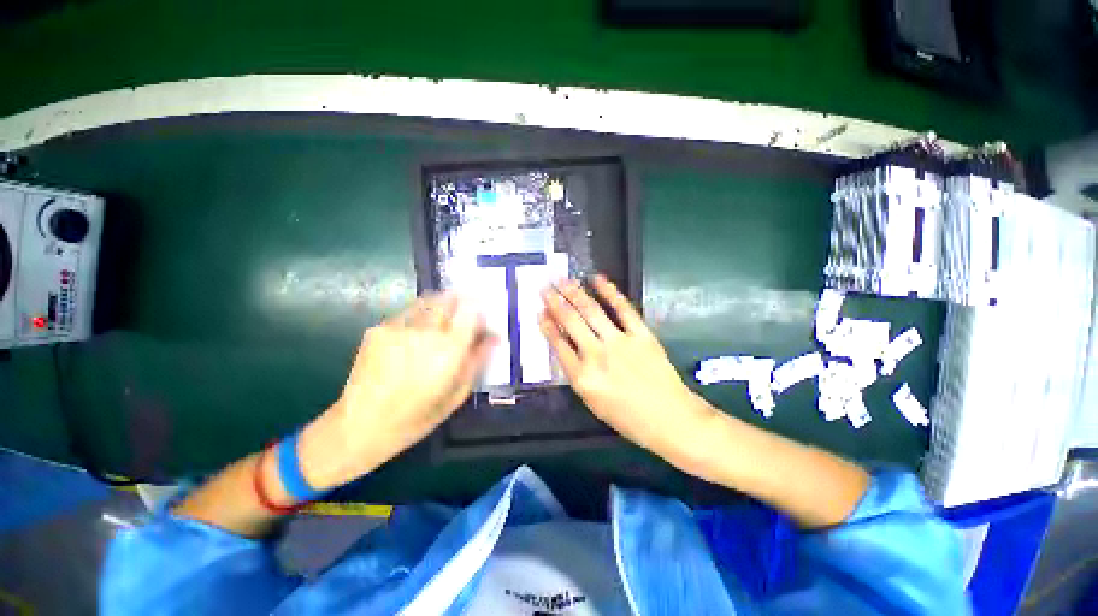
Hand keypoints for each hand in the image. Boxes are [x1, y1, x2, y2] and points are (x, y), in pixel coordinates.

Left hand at [299, 293, 494, 488]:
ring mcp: (399, 327)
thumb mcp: (457, 394)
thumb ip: (477, 360)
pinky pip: (407, 315)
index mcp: (449, 350)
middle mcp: (426, 331)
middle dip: (459, 302)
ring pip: (427, 303)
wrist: (359, 425)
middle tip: (460, 318)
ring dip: (438, 308)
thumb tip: (494, 337)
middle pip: (448, 299)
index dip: (479, 309)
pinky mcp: (378, 328)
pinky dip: (417, 320)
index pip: (471, 311)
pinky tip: (411, 340)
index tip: (481, 317)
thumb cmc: (417, 417)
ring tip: (436, 328)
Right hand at [539, 275, 713, 463]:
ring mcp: (619, 342)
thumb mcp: (592, 402)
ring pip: (591, 311)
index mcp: (582, 377)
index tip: (539, 311)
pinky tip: (597, 279)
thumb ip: (576, 374)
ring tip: (562, 280)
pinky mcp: (641, 334)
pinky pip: (623, 309)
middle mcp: (597, 355)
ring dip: (574, 292)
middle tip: (544, 287)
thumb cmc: (628, 417)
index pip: (558, 344)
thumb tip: (566, 347)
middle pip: (571, 322)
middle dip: (554, 302)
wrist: (669, 418)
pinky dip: (610, 292)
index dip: (547, 325)